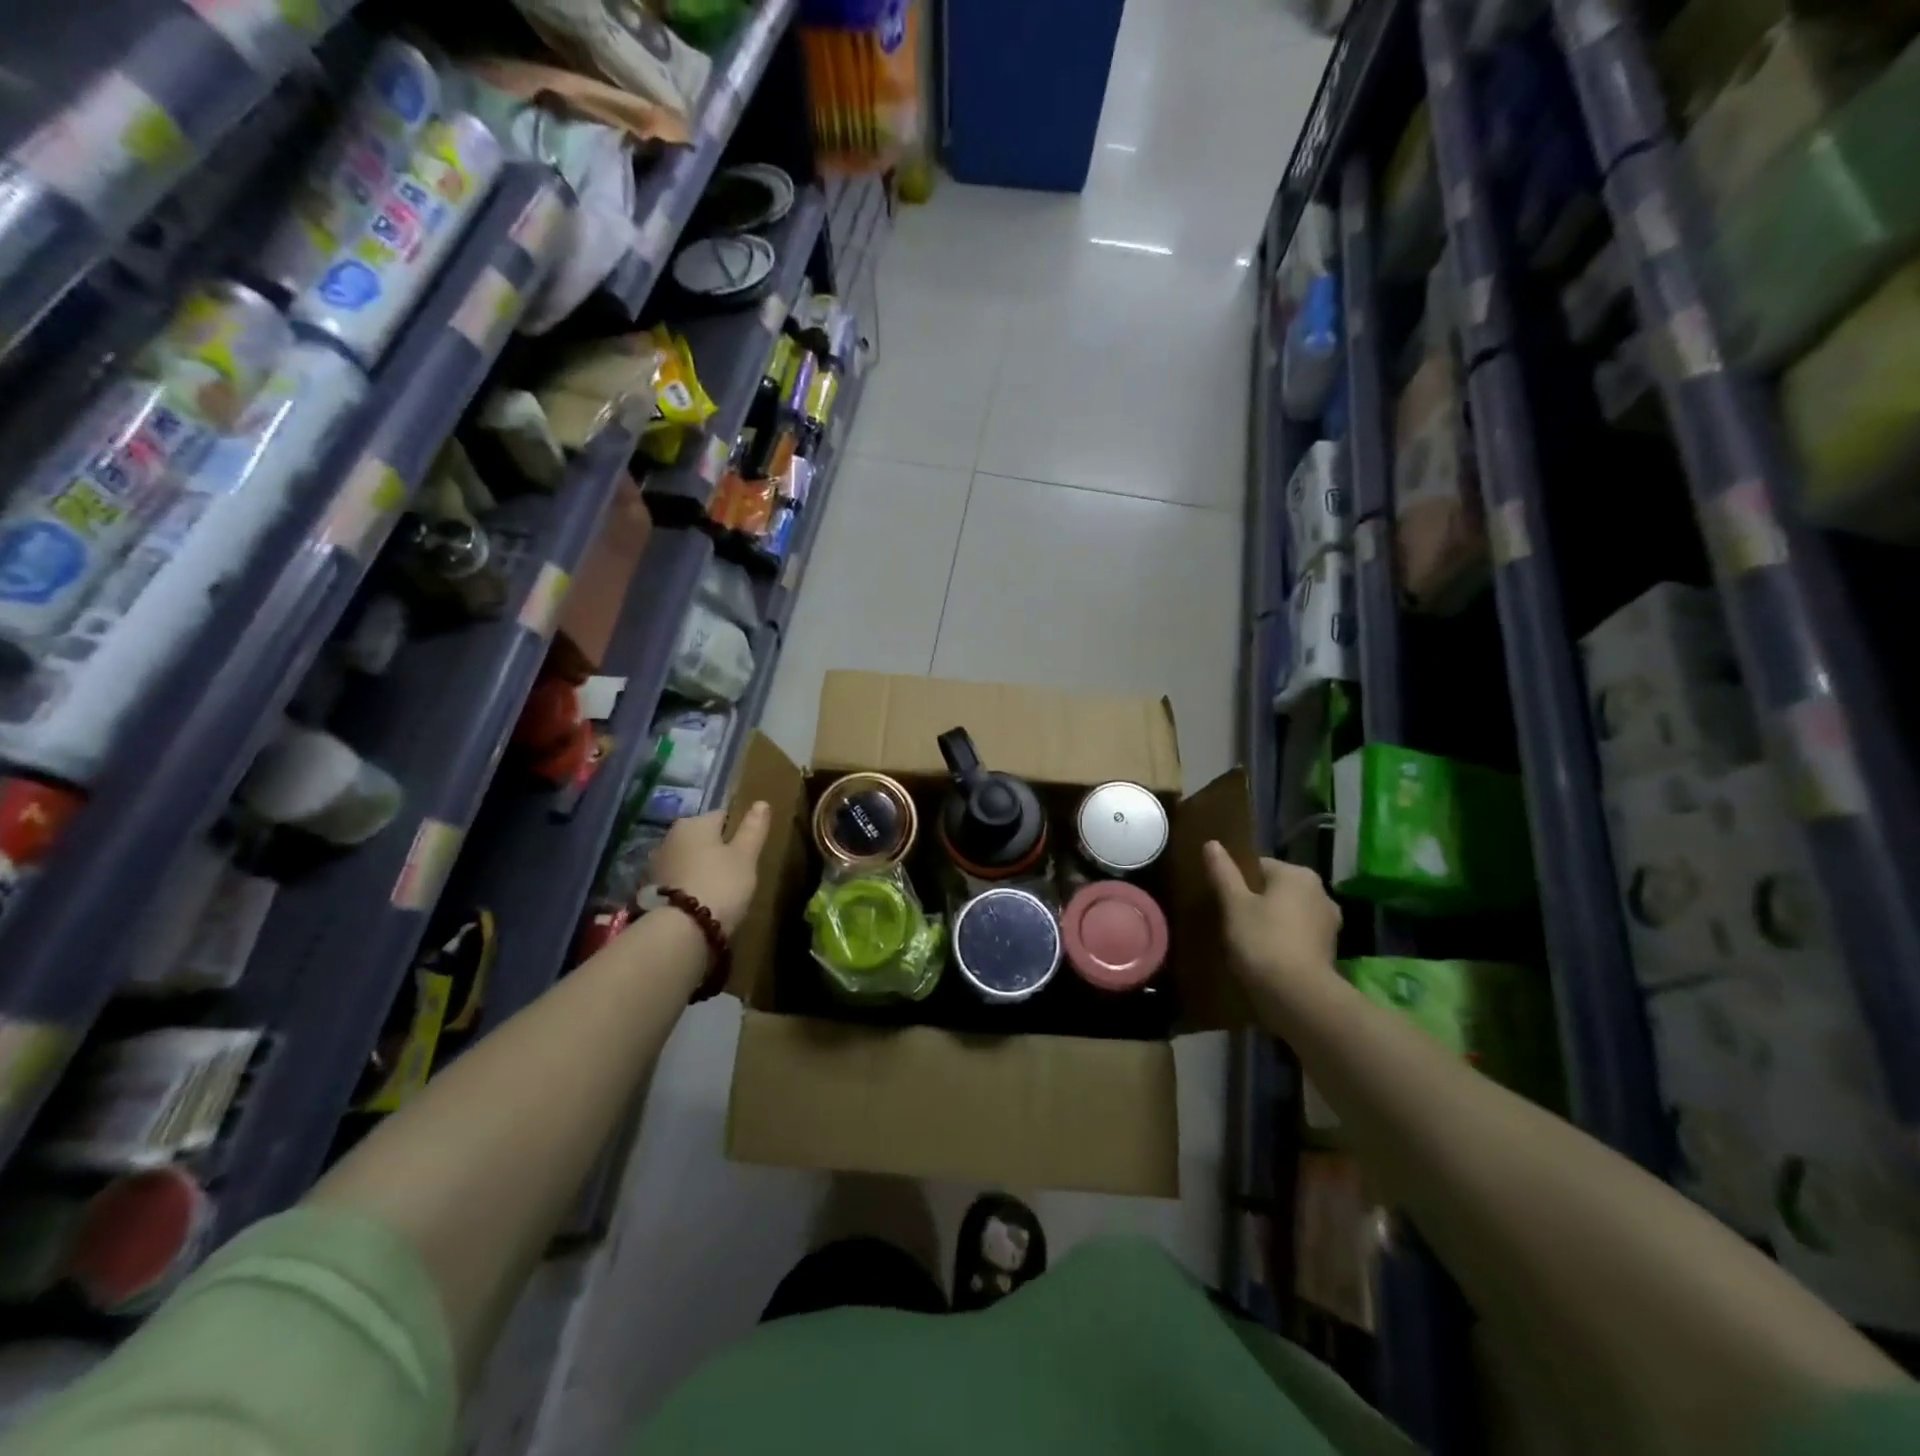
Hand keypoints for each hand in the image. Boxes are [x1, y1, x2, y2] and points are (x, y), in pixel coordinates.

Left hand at [650, 803, 770, 934]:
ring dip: (699, 868)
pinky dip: (687, 885)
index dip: (737, 832)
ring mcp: (656, 864)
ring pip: (687, 859)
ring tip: (717, 890)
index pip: (722, 816)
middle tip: (735, 872)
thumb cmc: (720, 884)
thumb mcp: (746, 856)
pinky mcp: (648, 890)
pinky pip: (677, 880)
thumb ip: (753, 829)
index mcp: (694, 823)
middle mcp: (670, 837)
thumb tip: (761, 802)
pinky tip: (699, 902)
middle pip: (701, 838)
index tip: (748, 851)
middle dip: (716, 850)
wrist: (680, 930)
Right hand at [1203, 841, 1340, 1001]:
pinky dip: (1285, 941)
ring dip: (1272, 921)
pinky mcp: (1330, 950)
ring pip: (1290, 913)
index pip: (1259, 866)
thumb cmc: (1262, 941)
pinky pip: (1299, 935)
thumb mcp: (1234, 904)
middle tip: (1232, 921)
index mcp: (1298, 874)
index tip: (1223, 901)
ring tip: (1247, 941)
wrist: (1297, 996)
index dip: (1238, 882)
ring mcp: (1329, 923)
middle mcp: (1320, 892)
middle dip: (1257, 901)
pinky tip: (1266, 956)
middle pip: (1277, 889)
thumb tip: (1212, 843)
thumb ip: (1223, 872)